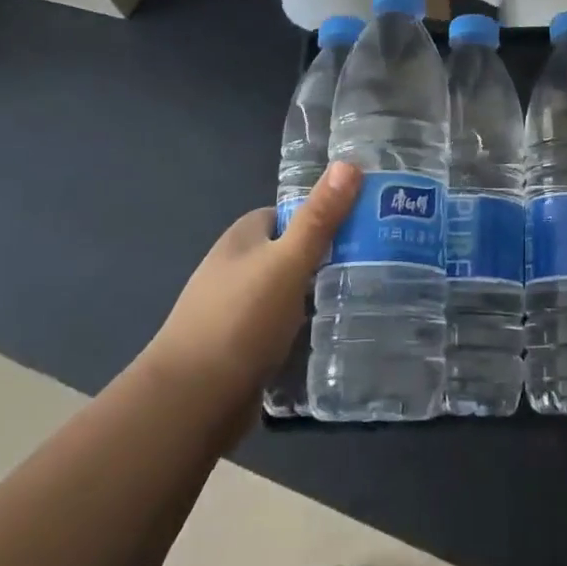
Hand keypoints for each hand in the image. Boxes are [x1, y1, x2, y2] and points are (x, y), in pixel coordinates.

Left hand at [141, 162, 359, 405]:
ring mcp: (235, 307)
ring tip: (365, 297)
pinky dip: (303, 326)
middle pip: (292, 250)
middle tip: (376, 263)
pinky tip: (332, 334)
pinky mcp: (240, 345)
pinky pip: (281, 324)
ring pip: (288, 289)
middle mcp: (236, 265)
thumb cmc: (240, 320)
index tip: (368, 224)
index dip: (327, 214)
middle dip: (328, 256)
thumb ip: (319, 217)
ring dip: (317, 293)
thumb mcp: (288, 262)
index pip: (292, 212)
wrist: (190, 402)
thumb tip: (349, 163)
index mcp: (244, 236)